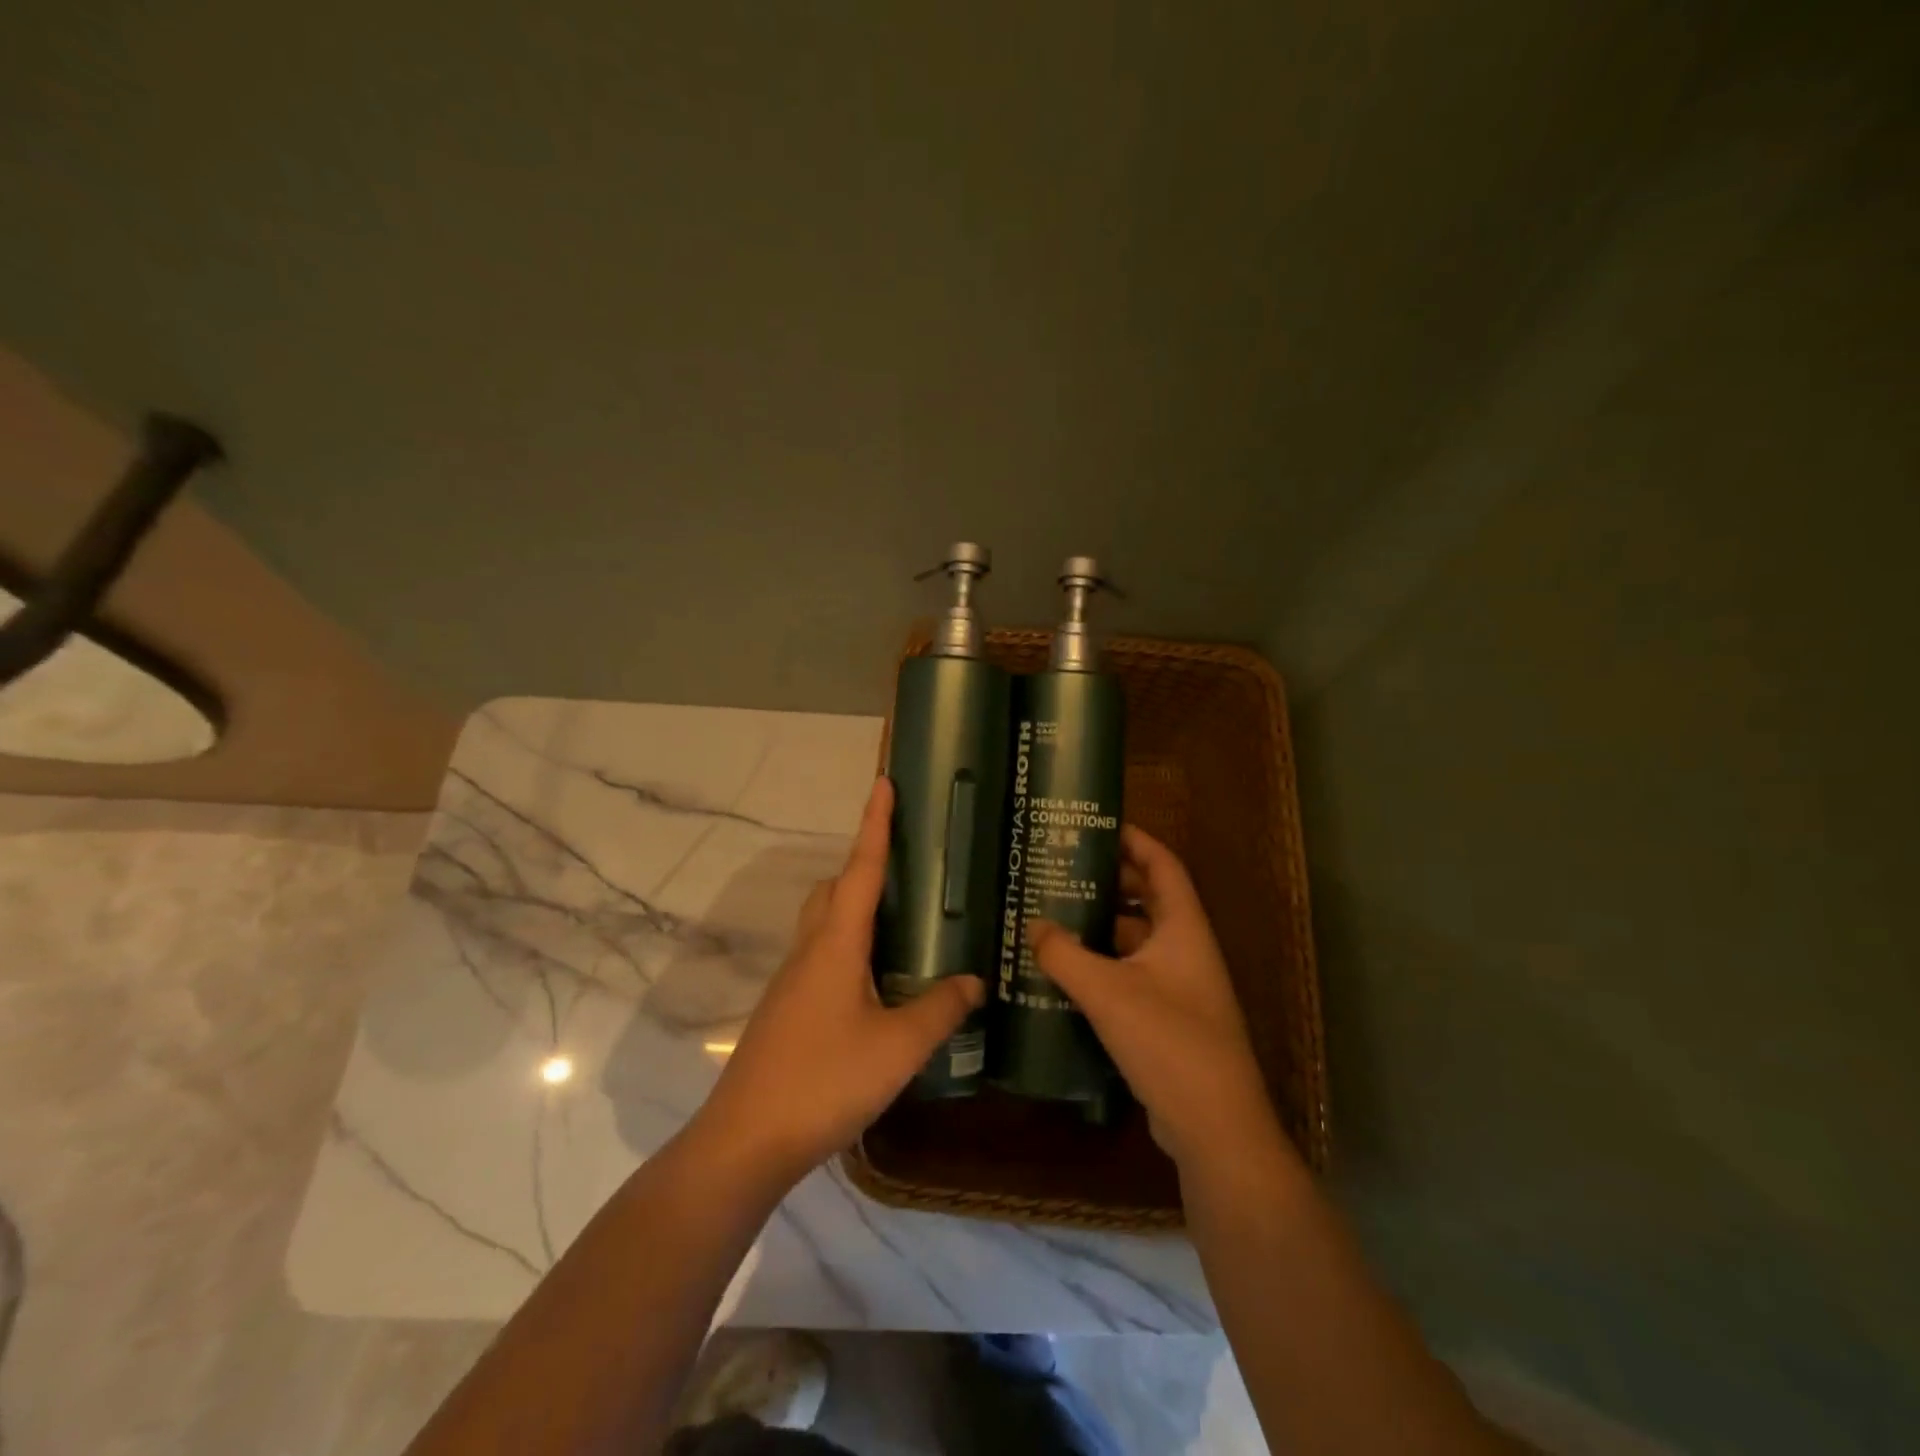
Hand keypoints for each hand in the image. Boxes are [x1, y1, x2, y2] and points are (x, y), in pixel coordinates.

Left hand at [693, 778, 983, 1185]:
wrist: (746, 1140)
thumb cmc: (824, 1080)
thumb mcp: (898, 1046)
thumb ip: (939, 1009)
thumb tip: (974, 981)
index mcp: (835, 944)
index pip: (861, 869)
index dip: (875, 824)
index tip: (883, 783)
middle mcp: (810, 950)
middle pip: (834, 889)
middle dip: (865, 865)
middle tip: (908, 868)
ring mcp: (793, 981)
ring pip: (825, 923)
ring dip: (856, 908)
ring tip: (902, 922)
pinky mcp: (788, 1009)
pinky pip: (822, 956)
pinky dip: (850, 948)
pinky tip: (877, 983)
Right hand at [1028, 826, 1284, 1172]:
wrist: (1214, 1128)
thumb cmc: (1169, 1043)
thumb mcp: (1109, 993)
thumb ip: (1065, 955)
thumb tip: (1033, 925)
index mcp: (1183, 929)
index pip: (1163, 866)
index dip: (1135, 840)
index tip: (1098, 825)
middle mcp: (1185, 950)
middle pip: (1148, 900)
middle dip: (1110, 882)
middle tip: (1064, 868)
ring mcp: (1179, 987)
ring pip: (1136, 941)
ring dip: (1102, 927)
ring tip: (1055, 914)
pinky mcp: (1166, 1020)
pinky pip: (1131, 975)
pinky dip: (1102, 965)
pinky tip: (1066, 970)